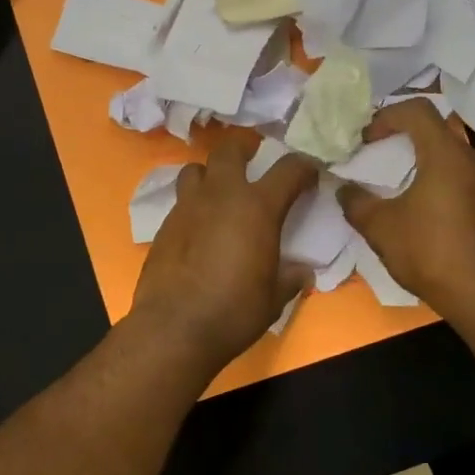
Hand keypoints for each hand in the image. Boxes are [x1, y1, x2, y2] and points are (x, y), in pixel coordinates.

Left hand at [131, 135, 316, 372]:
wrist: (175, 327)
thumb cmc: (234, 311)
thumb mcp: (274, 298)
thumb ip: (290, 278)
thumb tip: (302, 272)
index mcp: (257, 207)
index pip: (289, 169)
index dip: (304, 167)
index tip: (310, 174)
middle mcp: (221, 196)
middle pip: (229, 149)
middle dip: (244, 147)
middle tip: (253, 156)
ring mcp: (187, 208)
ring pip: (195, 169)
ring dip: (210, 173)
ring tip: (219, 190)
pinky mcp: (164, 226)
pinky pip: (180, 201)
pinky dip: (193, 205)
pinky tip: (198, 228)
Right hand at [336, 98, 474, 311]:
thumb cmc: (428, 250)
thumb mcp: (380, 226)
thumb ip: (357, 202)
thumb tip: (344, 189)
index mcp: (446, 154)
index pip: (417, 110)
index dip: (387, 116)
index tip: (366, 139)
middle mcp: (473, 160)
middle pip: (435, 131)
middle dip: (403, 139)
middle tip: (377, 157)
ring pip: (450, 157)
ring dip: (421, 162)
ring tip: (396, 185)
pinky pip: (461, 179)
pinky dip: (438, 181)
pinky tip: (420, 210)